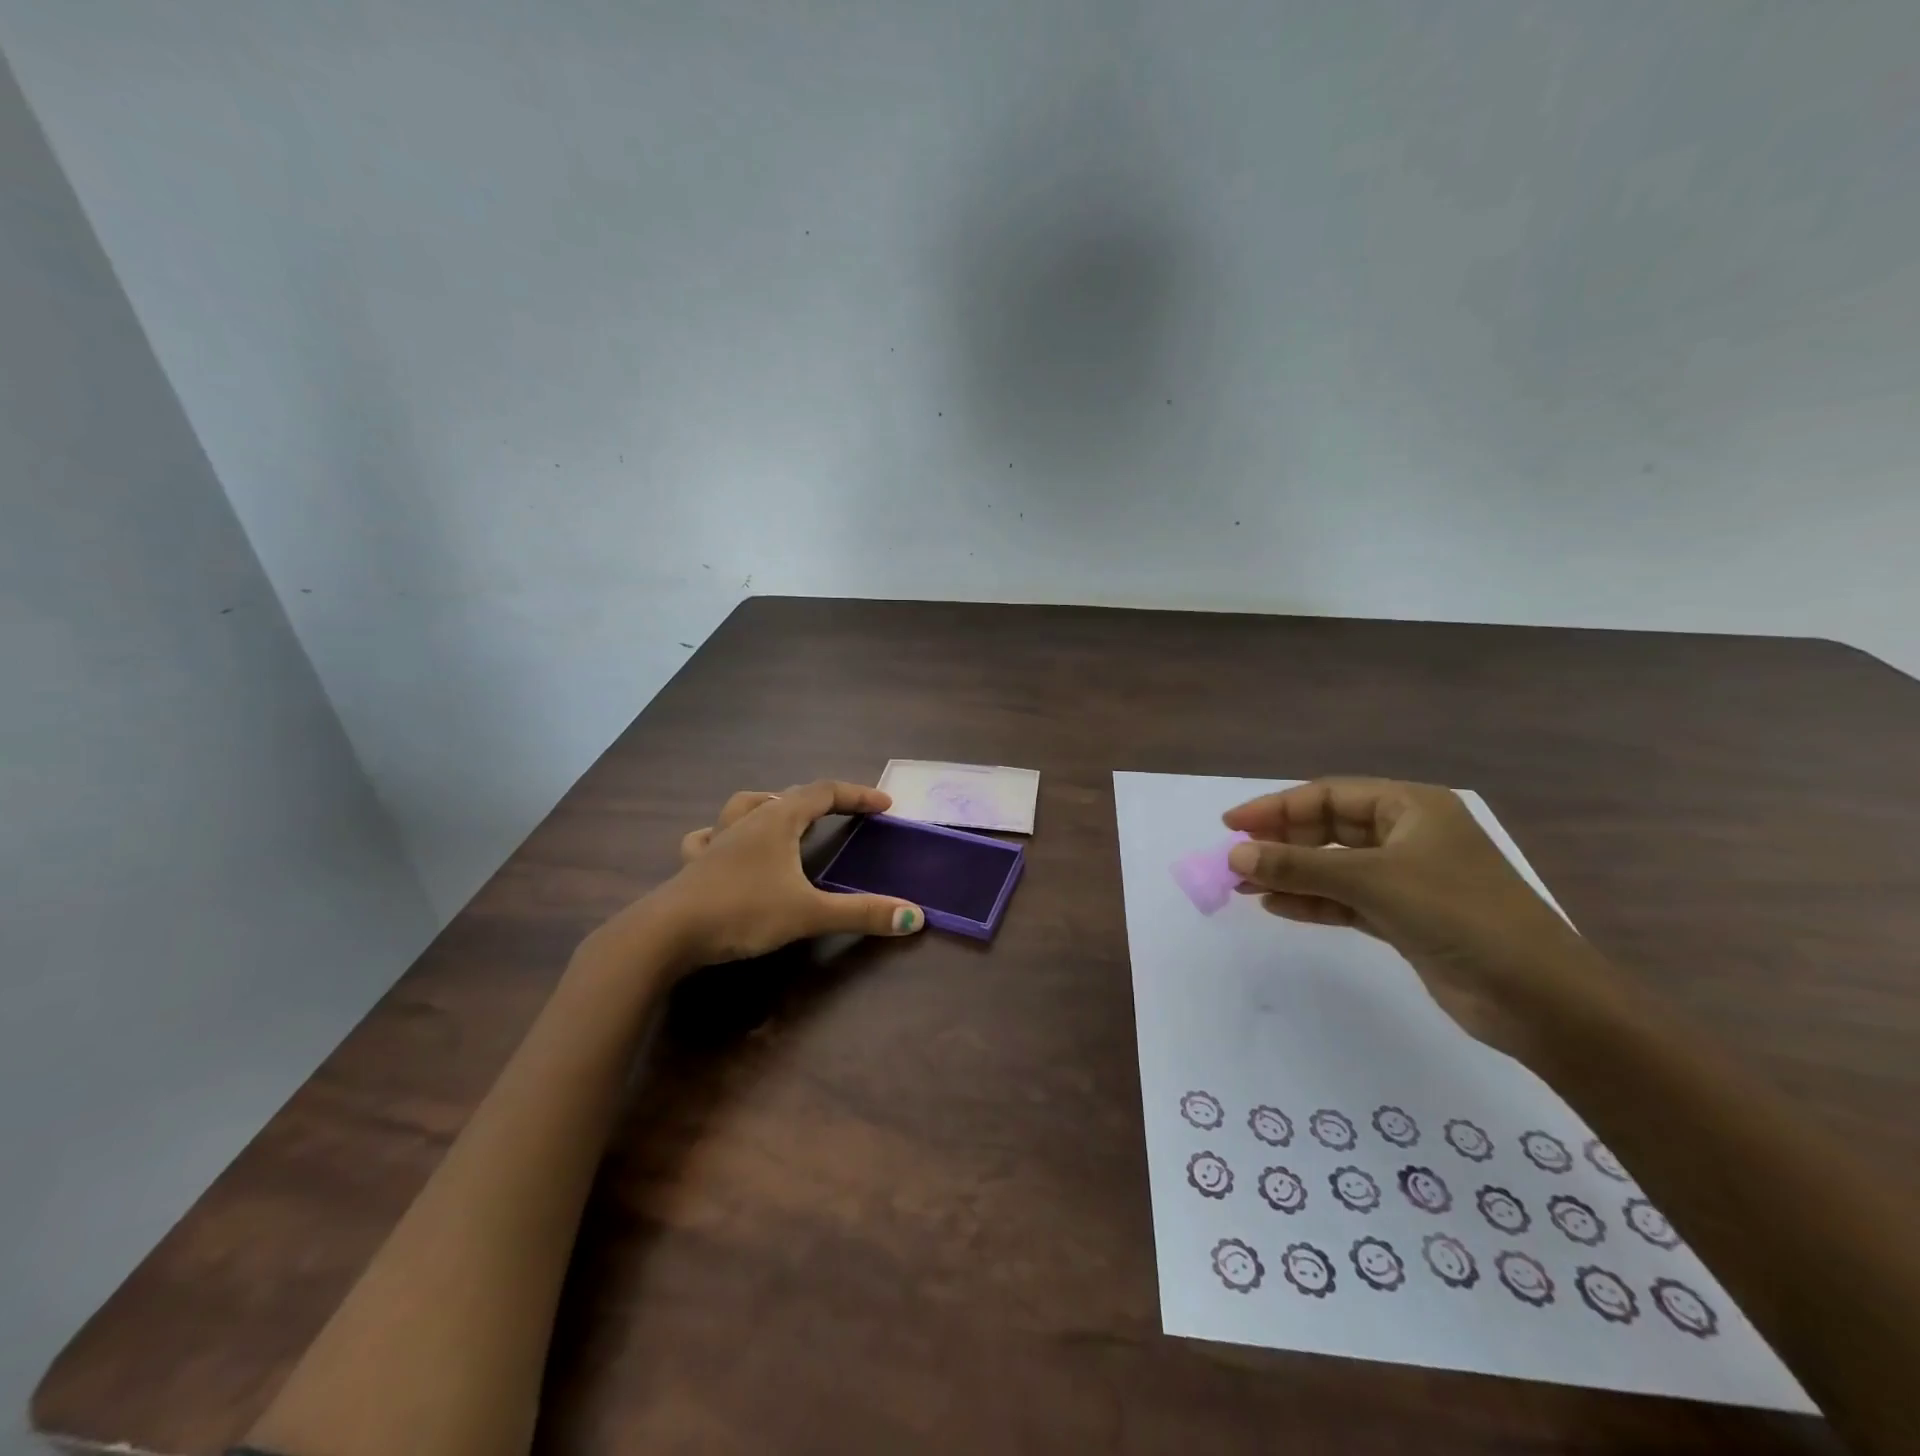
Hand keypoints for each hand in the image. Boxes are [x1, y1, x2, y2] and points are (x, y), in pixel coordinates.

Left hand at [615, 780, 925, 971]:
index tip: (885, 805)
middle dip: (822, 800)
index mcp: (777, 821)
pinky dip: (725, 835)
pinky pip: (709, 837)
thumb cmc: (742, 912)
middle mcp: (747, 821)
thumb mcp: (808, 914)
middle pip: (789, 795)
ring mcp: (716, 840)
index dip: (857, 795)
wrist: (666, 934)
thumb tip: (914, 915)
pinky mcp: (694, 865)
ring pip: (746, 807)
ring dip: (772, 807)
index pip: (824, 792)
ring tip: (786, 819)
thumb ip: (861, 913)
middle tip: (845, 814)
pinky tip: (725, 847)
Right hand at [1222, 779, 1609, 1057]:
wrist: (1539, 999)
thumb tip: (1234, 854)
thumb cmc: (1459, 915)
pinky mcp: (1405, 918)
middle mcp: (1408, 836)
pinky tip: (1278, 906)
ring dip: (1291, 875)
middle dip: (1281, 844)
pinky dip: (1313, 902)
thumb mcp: (1373, 881)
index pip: (1329, 796)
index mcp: (1412, 807)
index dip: (1277, 807)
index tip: (1232, 824)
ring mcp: (1407, 879)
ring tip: (1244, 885)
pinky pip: (1346, 901)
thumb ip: (1299, 866)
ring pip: (1334, 867)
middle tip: (1235, 859)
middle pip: (1329, 829)